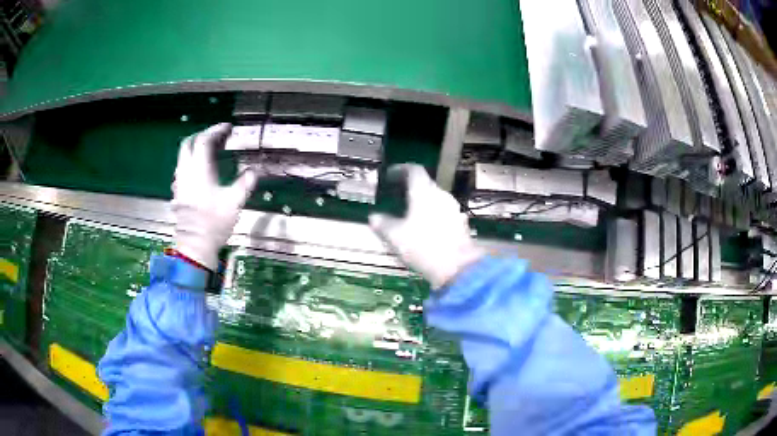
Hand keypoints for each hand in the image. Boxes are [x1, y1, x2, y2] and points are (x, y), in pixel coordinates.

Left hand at [172, 123, 256, 269]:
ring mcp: (180, 183)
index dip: (215, 130)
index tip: (227, 128)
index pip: (203, 140)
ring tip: (210, 153)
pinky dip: (192, 163)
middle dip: (202, 136)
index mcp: (199, 170)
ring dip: (195, 149)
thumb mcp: (234, 202)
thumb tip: (254, 172)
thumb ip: (245, 183)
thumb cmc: (214, 222)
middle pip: (188, 144)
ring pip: (183, 157)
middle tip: (217, 137)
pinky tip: (201, 173)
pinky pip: (183, 170)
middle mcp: (186, 172)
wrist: (195, 245)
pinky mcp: (178, 193)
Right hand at [369, 164, 484, 288]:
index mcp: (424, 192)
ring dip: (422, 203)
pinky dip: (432, 215)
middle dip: (410, 188)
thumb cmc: (423, 247)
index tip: (390, 175)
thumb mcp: (395, 237)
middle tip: (397, 196)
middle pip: (425, 184)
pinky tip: (425, 229)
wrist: (457, 268)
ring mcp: (454, 209)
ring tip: (409, 214)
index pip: (414, 170)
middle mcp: (441, 195)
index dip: (400, 169)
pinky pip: (443, 213)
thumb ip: (382, 224)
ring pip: (435, 199)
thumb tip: (373, 217)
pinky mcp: (461, 224)